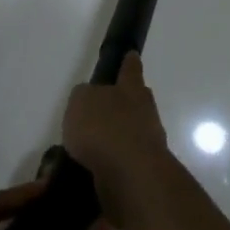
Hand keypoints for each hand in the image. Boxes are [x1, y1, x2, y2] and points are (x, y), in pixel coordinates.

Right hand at [62, 53, 171, 227]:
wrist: (130, 174)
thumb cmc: (104, 128)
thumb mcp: (81, 102)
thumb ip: (84, 97)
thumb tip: (90, 100)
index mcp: (130, 90)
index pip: (130, 70)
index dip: (129, 62)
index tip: (132, 55)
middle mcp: (145, 112)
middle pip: (138, 100)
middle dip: (125, 101)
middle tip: (107, 105)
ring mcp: (148, 141)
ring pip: (132, 131)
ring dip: (116, 135)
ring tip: (91, 144)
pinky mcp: (143, 169)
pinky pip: (125, 159)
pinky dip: (112, 160)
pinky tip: (94, 167)